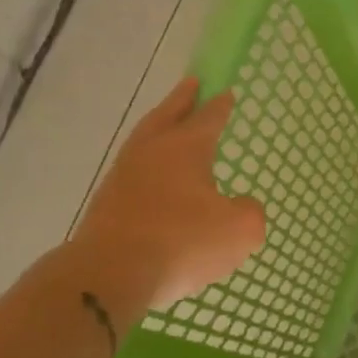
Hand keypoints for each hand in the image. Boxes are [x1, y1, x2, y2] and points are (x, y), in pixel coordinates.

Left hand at [63, 76, 266, 326]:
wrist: (112, 273)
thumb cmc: (182, 242)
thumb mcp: (240, 230)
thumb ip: (250, 212)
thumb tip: (240, 206)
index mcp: (186, 148)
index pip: (208, 118)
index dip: (220, 106)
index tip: (226, 91)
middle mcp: (151, 152)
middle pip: (168, 115)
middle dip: (182, 99)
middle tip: (192, 84)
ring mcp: (123, 176)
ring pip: (145, 140)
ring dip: (160, 128)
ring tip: (171, 126)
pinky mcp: (107, 203)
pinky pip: (134, 172)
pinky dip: (149, 165)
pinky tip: (157, 178)